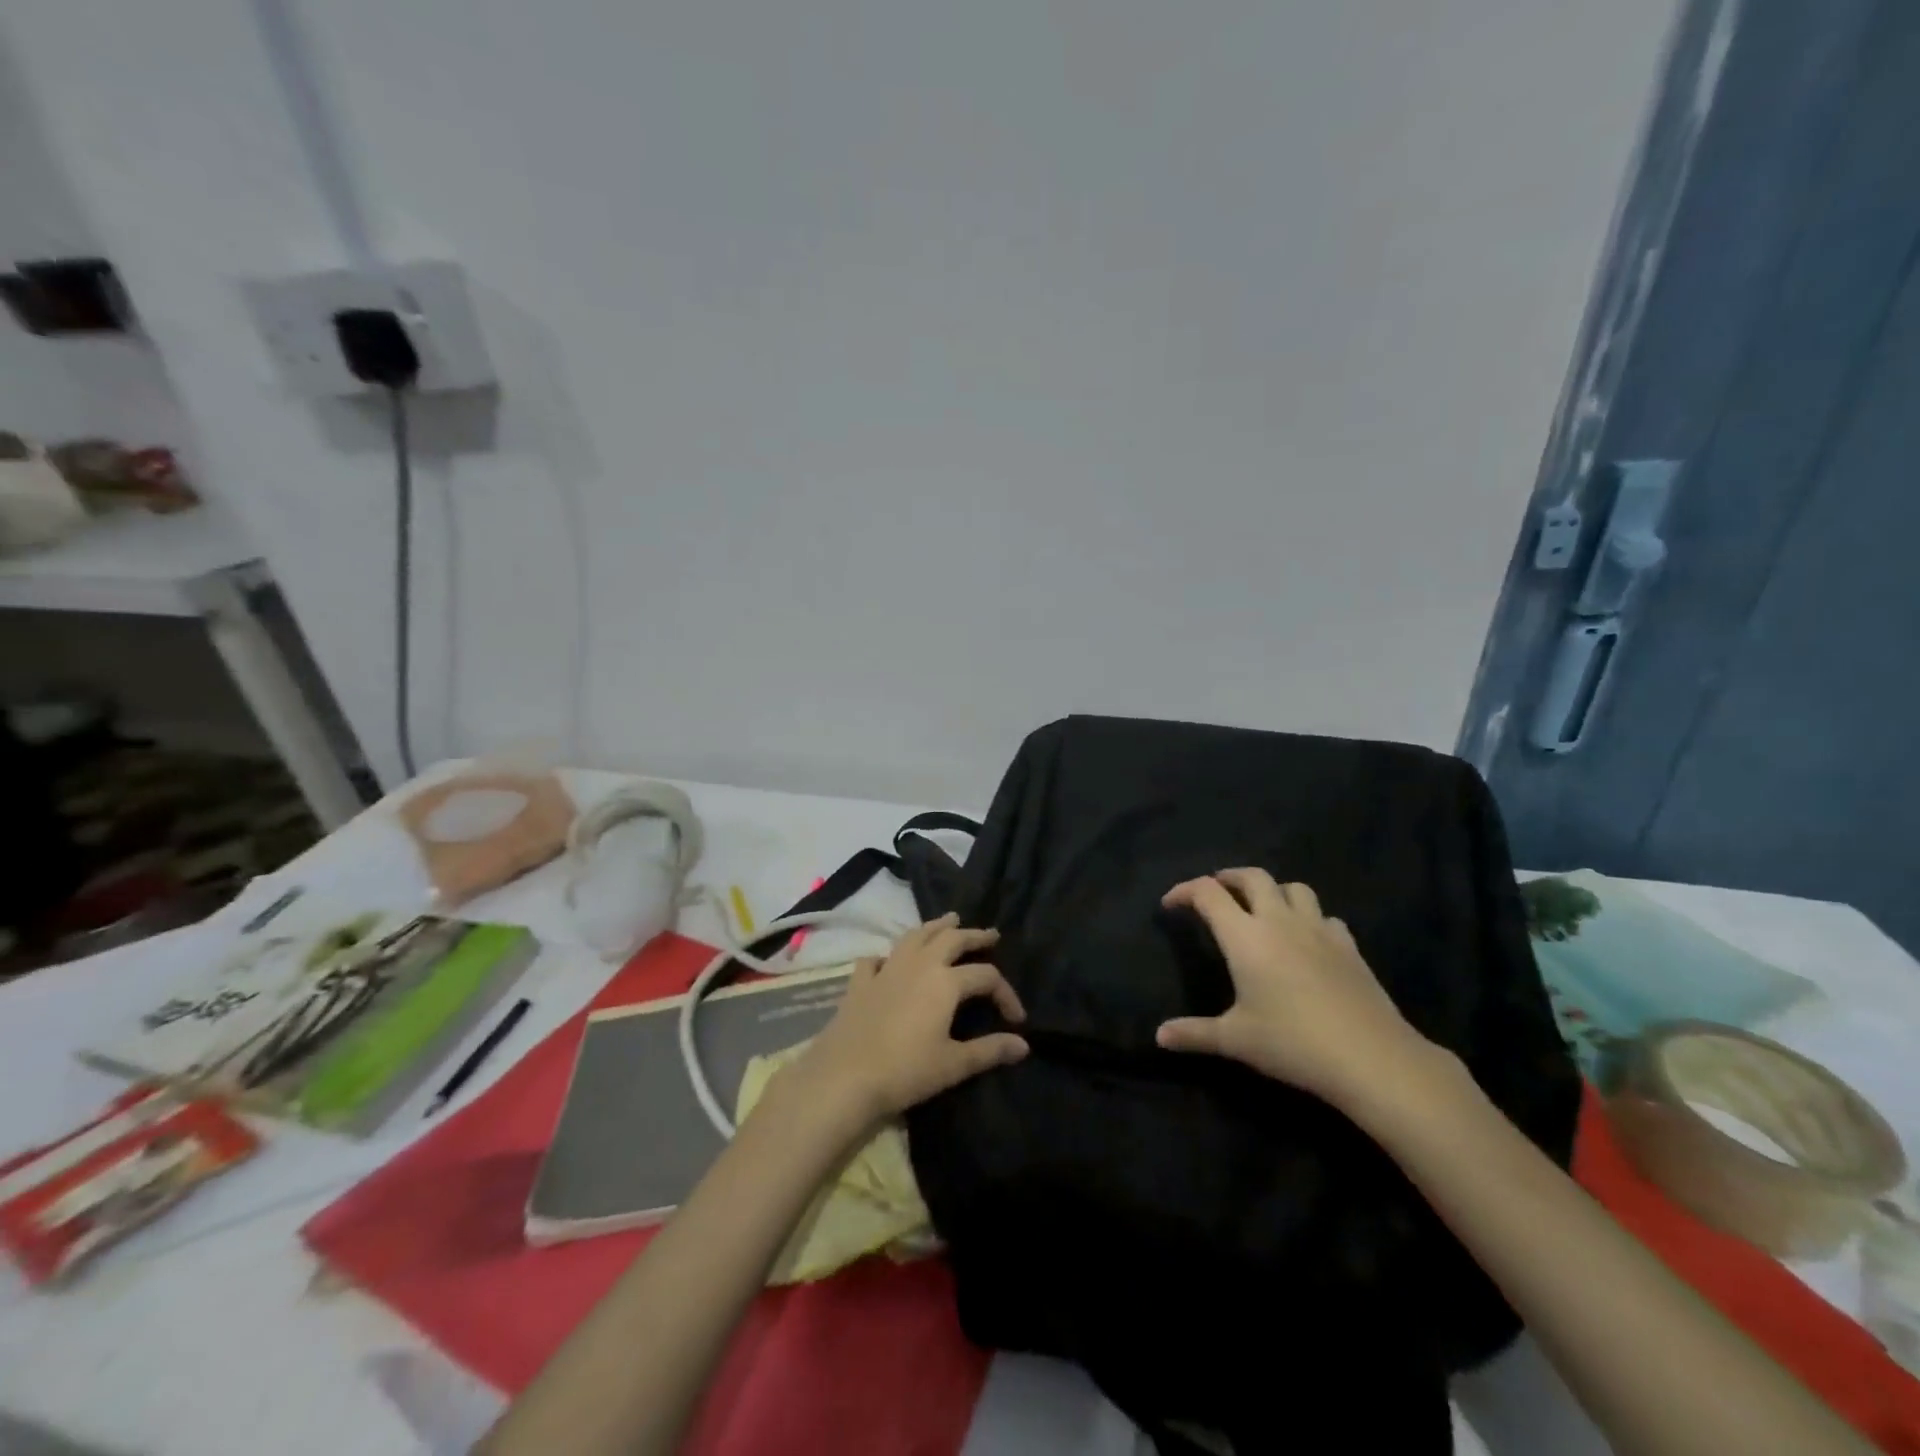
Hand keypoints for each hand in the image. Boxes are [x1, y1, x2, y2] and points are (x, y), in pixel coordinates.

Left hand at [789, 913, 1028, 1130]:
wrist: (845, 1077)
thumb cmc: (906, 1071)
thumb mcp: (954, 1065)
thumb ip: (990, 1051)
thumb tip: (1024, 1045)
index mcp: (946, 981)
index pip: (986, 976)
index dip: (1006, 993)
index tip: (1016, 1018)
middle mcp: (919, 964)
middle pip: (952, 939)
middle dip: (974, 936)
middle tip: (990, 934)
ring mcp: (887, 969)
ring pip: (915, 936)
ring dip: (935, 926)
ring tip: (949, 921)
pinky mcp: (860, 982)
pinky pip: (876, 958)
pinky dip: (888, 955)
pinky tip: (889, 960)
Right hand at [1156, 869, 1434, 1109]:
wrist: (1371, 1057)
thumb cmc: (1293, 1043)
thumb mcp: (1236, 1040)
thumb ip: (1194, 1033)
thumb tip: (1160, 1036)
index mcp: (1245, 937)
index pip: (1208, 894)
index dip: (1184, 891)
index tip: (1170, 904)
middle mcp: (1279, 921)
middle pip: (1252, 876)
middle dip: (1228, 878)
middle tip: (1215, 892)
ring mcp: (1319, 930)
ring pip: (1293, 887)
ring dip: (1272, 890)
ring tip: (1262, 908)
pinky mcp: (1349, 946)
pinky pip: (1325, 916)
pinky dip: (1309, 918)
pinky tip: (1307, 939)